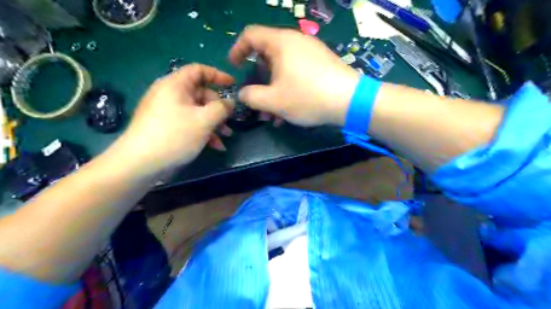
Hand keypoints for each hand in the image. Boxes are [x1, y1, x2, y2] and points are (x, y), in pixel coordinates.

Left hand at [112, 64, 233, 176]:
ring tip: (226, 137)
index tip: (233, 85)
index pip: (199, 70)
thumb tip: (230, 102)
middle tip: (229, 121)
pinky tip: (215, 146)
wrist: (140, 163)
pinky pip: (189, 123)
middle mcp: (170, 94)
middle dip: (218, 108)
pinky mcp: (166, 127)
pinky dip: (203, 131)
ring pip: (197, 111)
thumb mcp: (204, 120)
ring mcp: (167, 111)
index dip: (218, 75)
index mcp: (175, 85)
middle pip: (201, 94)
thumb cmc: (175, 135)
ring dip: (214, 123)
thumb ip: (221, 108)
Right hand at [230, 25, 362, 125]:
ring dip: (274, 90)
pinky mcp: (321, 65)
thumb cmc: (308, 97)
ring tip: (273, 114)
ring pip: (283, 69)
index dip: (237, 49)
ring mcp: (311, 53)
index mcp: (281, 43)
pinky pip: (297, 74)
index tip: (234, 67)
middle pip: (267, 55)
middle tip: (256, 99)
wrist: (350, 101)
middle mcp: (296, 42)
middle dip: (258, 80)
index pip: (250, 35)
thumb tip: (243, 94)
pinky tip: (290, 111)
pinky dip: (288, 89)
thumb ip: (251, 96)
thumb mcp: (273, 100)